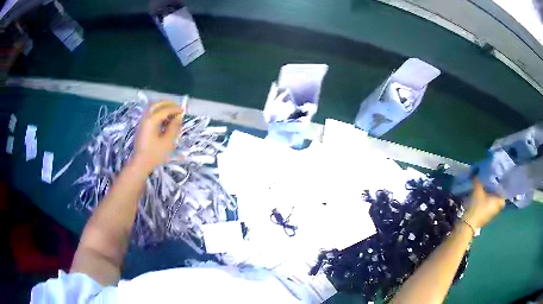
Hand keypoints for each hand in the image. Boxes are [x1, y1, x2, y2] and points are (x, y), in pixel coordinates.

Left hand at [132, 101, 183, 172]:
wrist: (140, 163)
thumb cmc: (155, 154)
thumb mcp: (168, 141)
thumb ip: (174, 127)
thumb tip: (179, 117)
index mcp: (152, 120)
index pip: (165, 109)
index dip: (175, 109)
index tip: (184, 111)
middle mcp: (146, 118)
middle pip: (157, 104)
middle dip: (168, 104)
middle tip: (177, 108)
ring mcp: (142, 122)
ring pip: (152, 108)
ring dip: (162, 107)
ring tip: (172, 113)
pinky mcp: (142, 127)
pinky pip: (150, 114)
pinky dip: (158, 113)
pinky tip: (164, 120)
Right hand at [462, 178, 505, 229]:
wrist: (468, 223)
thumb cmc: (477, 205)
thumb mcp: (477, 190)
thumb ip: (478, 180)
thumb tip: (477, 173)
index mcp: (498, 201)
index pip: (504, 195)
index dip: (502, 189)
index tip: (499, 183)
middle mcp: (496, 209)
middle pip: (499, 200)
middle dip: (496, 194)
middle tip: (492, 186)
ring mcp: (491, 215)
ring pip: (494, 205)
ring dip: (491, 200)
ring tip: (486, 193)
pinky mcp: (485, 219)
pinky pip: (488, 209)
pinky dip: (487, 205)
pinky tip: (482, 201)